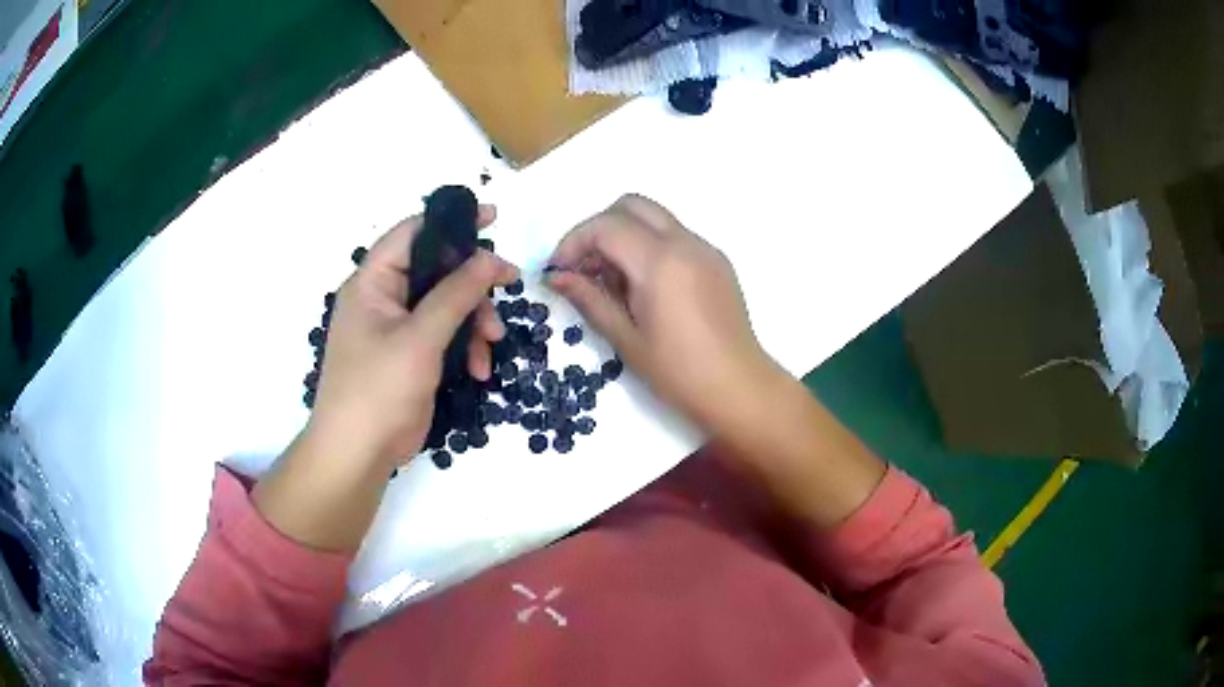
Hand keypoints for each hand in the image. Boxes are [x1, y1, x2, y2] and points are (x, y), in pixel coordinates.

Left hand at [253, 208, 517, 551]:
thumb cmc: (378, 389)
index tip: (493, 218)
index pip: (413, 233)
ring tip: (492, 345)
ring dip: (474, 321)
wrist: (359, 454)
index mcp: (373, 282)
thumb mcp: (420, 338)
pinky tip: (478, 370)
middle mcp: (384, 298)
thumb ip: (456, 294)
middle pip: (438, 270)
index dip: (452, 220)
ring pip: (448, 305)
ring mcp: (399, 328)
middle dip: (473, 285)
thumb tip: (491, 258)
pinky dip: (465, 347)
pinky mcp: (412, 355)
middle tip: (508, 287)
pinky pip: (446, 336)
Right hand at [548, 195, 780, 432]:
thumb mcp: (625, 339)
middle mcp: (685, 243)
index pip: (605, 226)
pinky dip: (650, 246)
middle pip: (631, 205)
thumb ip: (589, 299)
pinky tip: (645, 288)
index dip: (573, 242)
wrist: (739, 388)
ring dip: (625, 235)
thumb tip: (555, 277)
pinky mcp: (717, 261)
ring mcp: (705, 249)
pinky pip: (676, 236)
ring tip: (613, 282)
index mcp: (659, 262)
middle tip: (584, 267)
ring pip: (655, 218)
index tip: (559, 271)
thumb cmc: (678, 372)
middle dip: (599, 228)